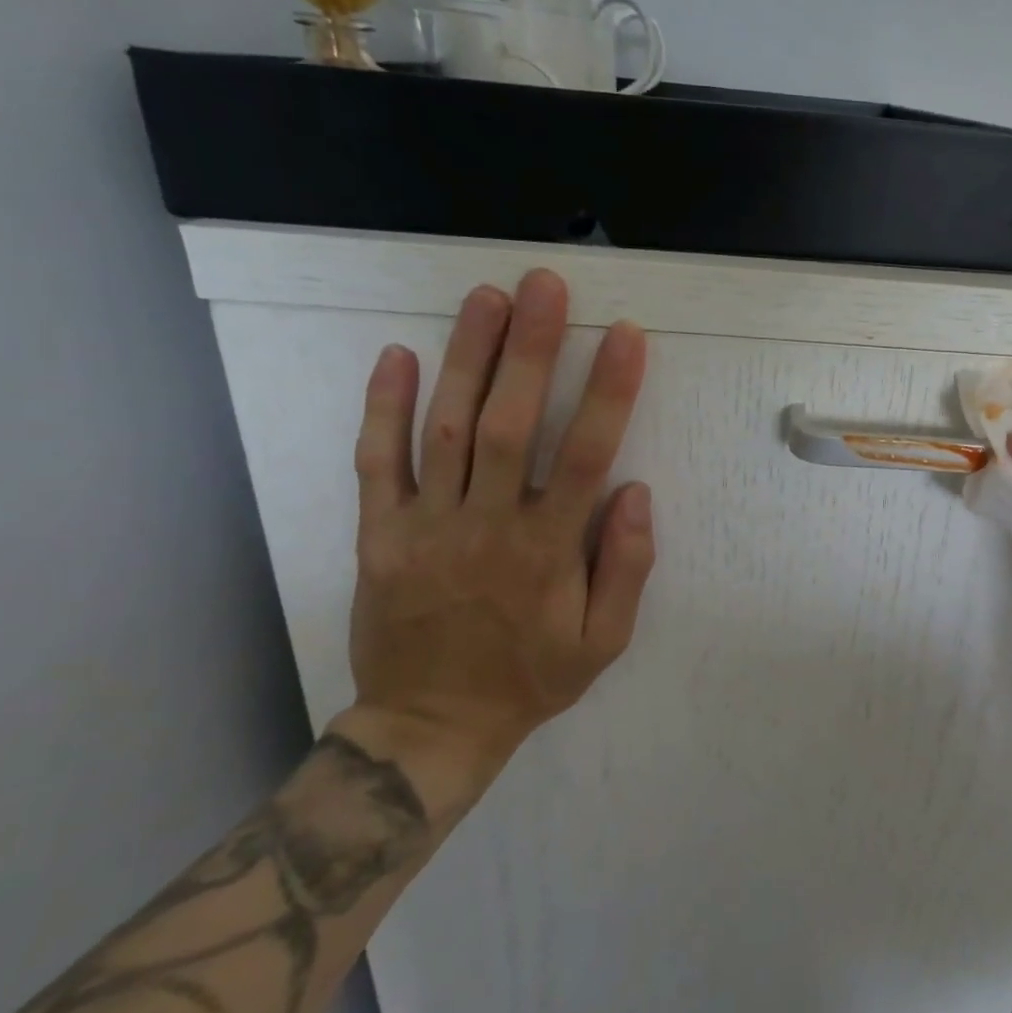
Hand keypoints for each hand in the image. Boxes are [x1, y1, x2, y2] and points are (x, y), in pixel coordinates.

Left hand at [340, 270, 654, 788]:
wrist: (431, 727)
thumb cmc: (531, 678)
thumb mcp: (604, 641)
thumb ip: (626, 567)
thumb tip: (636, 492)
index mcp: (548, 550)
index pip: (585, 454)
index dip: (608, 391)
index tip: (627, 337)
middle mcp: (486, 525)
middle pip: (508, 422)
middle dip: (529, 348)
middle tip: (544, 285)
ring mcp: (425, 526)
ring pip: (444, 429)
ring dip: (466, 358)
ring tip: (486, 297)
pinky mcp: (379, 535)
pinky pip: (376, 464)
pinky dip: (382, 407)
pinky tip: (397, 354)